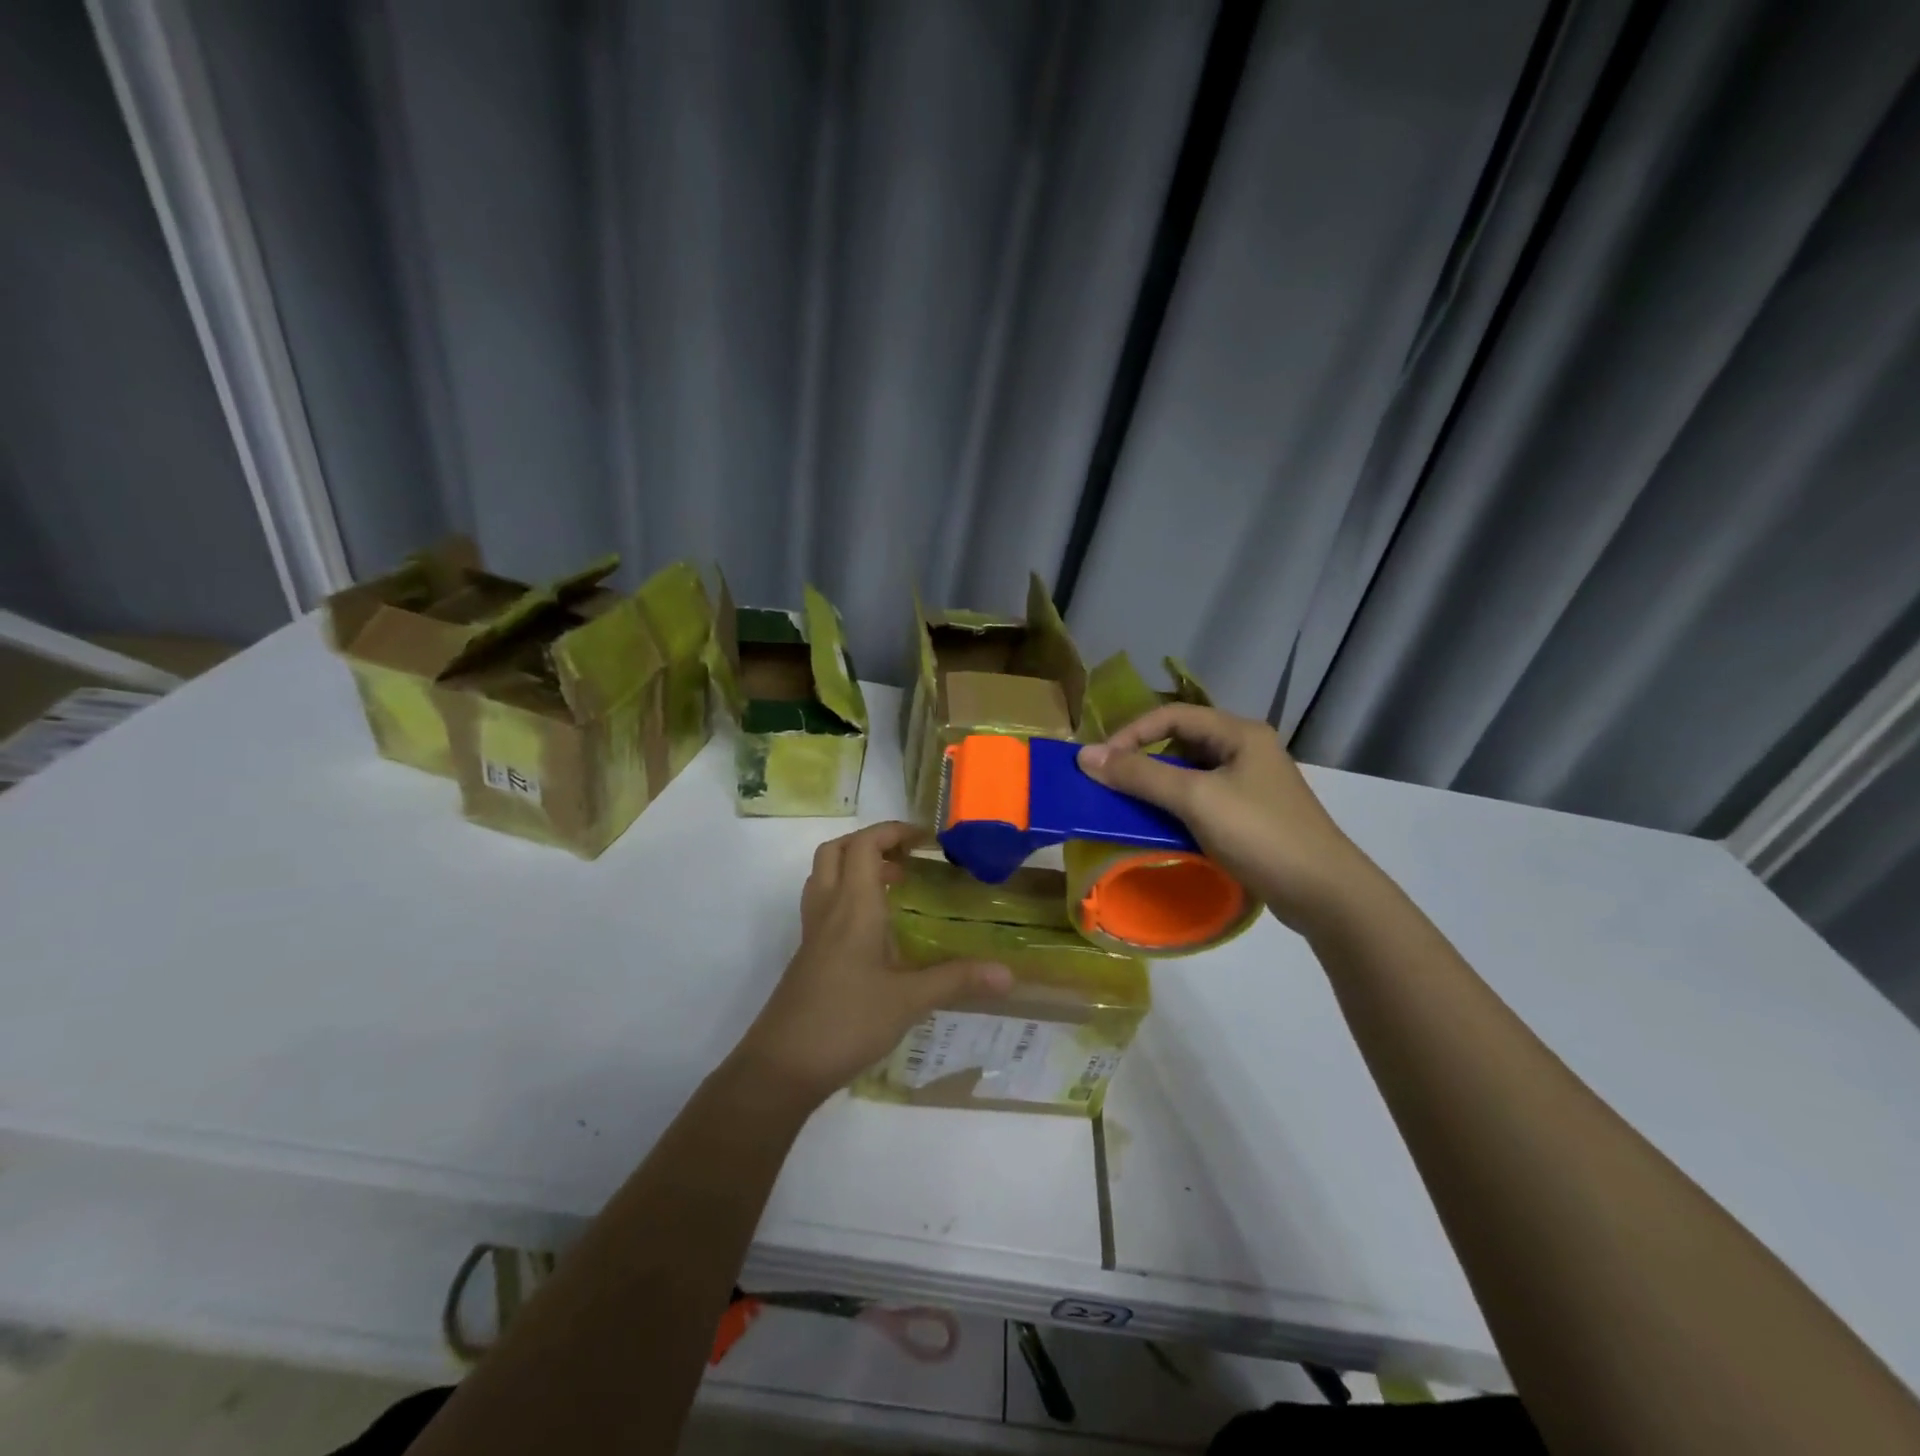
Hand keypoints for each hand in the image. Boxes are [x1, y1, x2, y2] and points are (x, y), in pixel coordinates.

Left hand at [732, 822, 1012, 1107]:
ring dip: (854, 866)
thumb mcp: (909, 1002)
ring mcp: (812, 933)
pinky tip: (875, 930)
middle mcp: (828, 910)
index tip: (925, 839)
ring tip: (892, 885)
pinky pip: (823, 905)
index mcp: (853, 907)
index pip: (863, 845)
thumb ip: (957, 981)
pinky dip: (847, 897)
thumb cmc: (846, 1023)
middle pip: (836, 851)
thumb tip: (1009, 973)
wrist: (781, 1067)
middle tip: (905, 858)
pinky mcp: (807, 955)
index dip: (891, 831)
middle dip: (869, 842)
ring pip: (824, 876)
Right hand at [1077, 704, 1371, 932]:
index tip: (1101, 762)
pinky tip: (1162, 827)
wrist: (1325, 893)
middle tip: (1112, 782)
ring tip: (1130, 805)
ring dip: (1159, 785)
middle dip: (1143, 758)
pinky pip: (1203, 799)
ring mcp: (1252, 784)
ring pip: (1191, 773)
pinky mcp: (1252, 815)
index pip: (1173, 715)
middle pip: (1182, 741)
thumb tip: (1086, 755)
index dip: (1132, 732)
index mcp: (1239, 733)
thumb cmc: (1260, 834)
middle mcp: (1246, 750)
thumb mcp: (1195, 799)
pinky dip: (1177, 808)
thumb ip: (1140, 775)